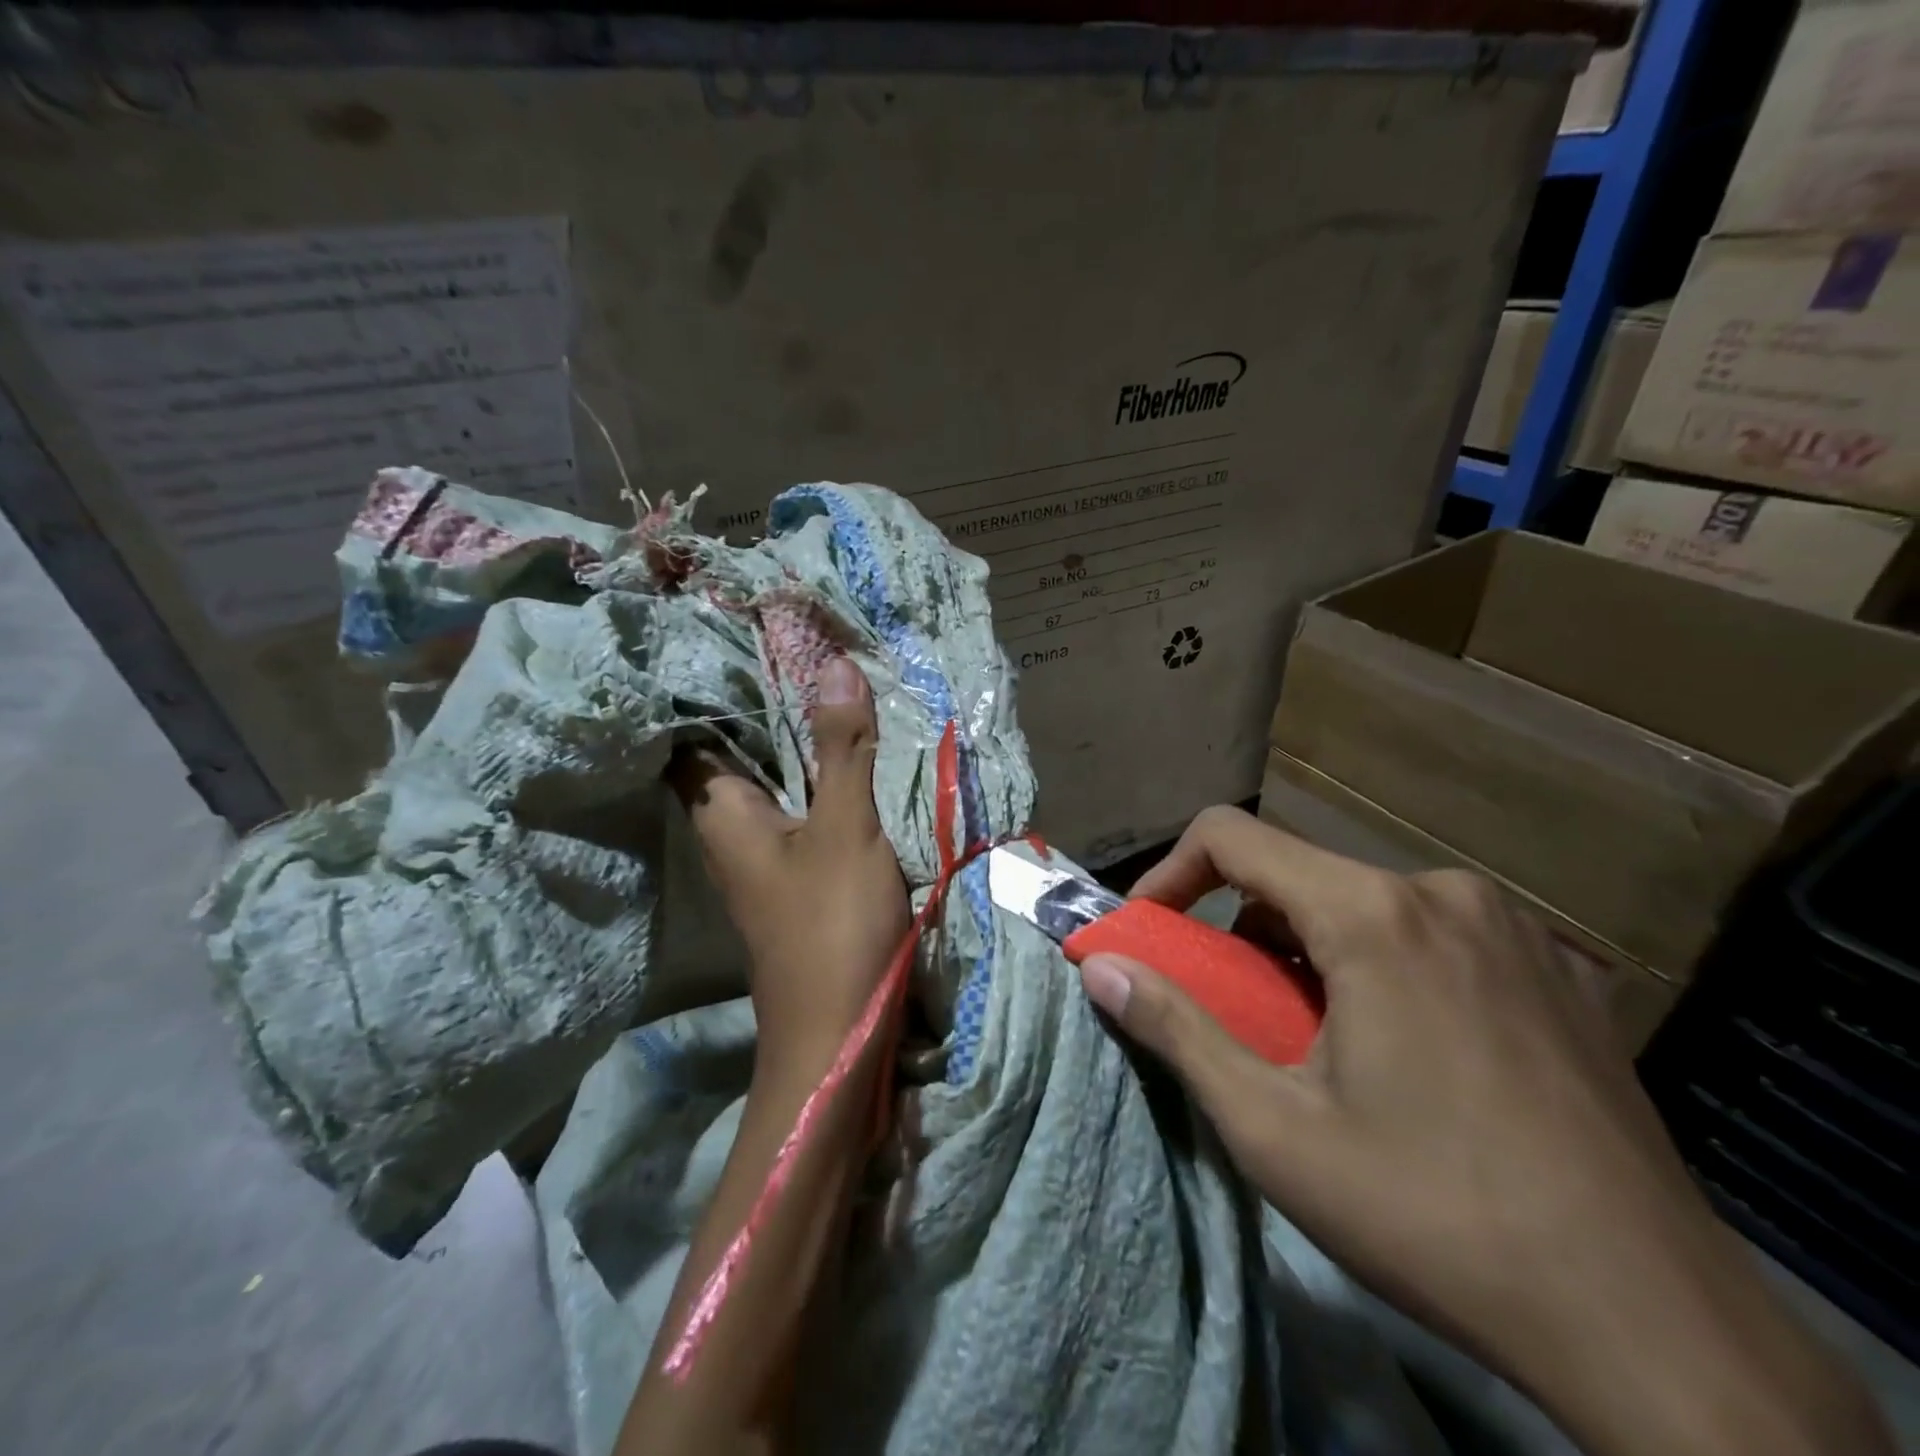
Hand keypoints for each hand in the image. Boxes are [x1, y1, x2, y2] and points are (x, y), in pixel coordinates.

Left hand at [673, 656, 910, 1075]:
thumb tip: (834, 664)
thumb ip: (840, 749)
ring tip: (822, 680)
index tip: (732, 636)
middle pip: (732, 751)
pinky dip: (814, 774)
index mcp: (723, 812)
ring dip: (792, 738)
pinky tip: (846, 752)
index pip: (689, 734)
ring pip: (769, 779)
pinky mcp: (795, 872)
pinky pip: (797, 805)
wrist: (838, 1033)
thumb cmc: (831, 926)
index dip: (702, 686)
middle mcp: (732, 828)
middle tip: (795, 644)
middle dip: (760, 702)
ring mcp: (764, 854)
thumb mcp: (844, 828)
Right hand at [1077, 806, 1892, 1455]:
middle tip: (1232, 1008)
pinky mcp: (1558, 968)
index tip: (1150, 934)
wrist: (1659, 1327)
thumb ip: (1176, 1029)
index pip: (1230, 835)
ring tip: (1313, 1037)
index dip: (1170, 874)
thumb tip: (1098, 968)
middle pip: (1298, 873)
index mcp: (1373, 913)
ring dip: (1309, 948)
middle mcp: (1443, 891)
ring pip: (1364, 901)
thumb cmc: (1436, 1215)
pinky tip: (1404, 1047)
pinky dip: (1381, 961)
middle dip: (1240, 928)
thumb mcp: (1275, 1129)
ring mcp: (1512, 926)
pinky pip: (1431, 931)